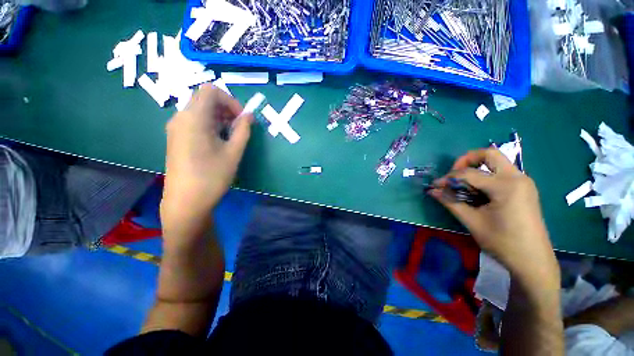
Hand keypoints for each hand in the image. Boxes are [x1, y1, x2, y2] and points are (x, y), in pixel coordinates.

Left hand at [160, 85, 251, 241]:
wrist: (186, 201)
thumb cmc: (212, 176)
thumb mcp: (233, 152)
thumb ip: (243, 130)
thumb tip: (249, 115)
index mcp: (194, 118)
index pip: (211, 91)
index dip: (230, 101)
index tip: (242, 118)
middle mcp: (180, 117)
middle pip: (204, 99)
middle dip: (226, 109)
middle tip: (240, 127)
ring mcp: (176, 128)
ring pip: (200, 111)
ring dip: (219, 118)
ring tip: (231, 136)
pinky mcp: (176, 138)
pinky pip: (194, 122)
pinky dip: (210, 125)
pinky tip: (218, 142)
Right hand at [430, 148, 557, 285]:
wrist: (533, 261)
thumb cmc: (503, 242)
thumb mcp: (472, 222)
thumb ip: (450, 202)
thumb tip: (432, 191)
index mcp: (506, 186)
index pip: (469, 173)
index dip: (448, 178)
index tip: (436, 186)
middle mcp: (517, 178)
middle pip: (489, 154)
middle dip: (466, 160)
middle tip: (454, 175)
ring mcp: (523, 182)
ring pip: (496, 162)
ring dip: (476, 168)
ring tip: (463, 185)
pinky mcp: (524, 189)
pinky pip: (502, 173)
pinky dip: (486, 176)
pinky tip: (478, 192)